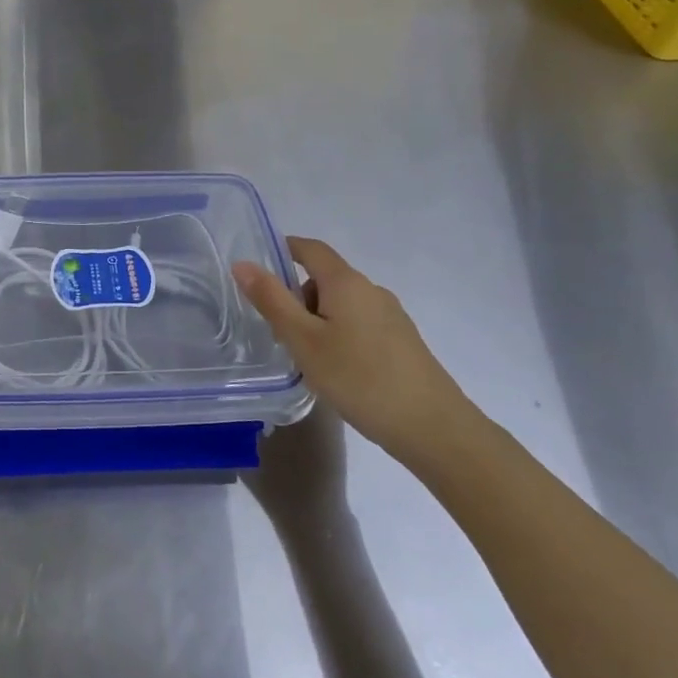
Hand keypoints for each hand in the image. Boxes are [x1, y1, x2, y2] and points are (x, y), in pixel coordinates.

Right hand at [234, 237, 471, 463]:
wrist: (435, 429)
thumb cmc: (360, 379)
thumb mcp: (304, 341)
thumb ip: (272, 300)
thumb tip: (243, 263)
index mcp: (346, 283)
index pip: (310, 248)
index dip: (284, 248)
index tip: (259, 268)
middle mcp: (371, 290)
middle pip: (325, 279)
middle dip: (297, 297)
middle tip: (280, 334)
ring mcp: (392, 317)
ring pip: (342, 305)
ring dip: (318, 321)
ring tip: (308, 361)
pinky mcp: (403, 343)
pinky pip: (360, 325)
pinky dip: (340, 336)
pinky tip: (339, 373)